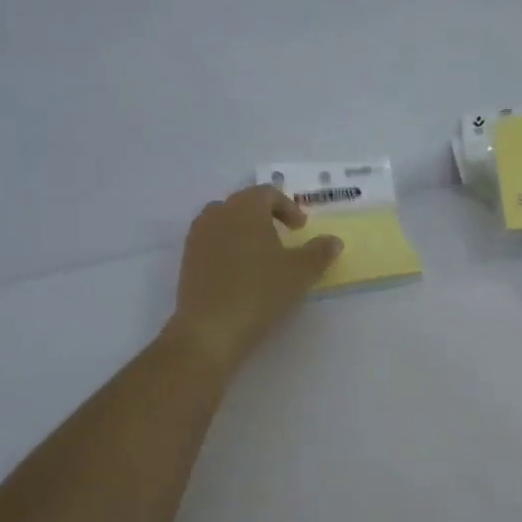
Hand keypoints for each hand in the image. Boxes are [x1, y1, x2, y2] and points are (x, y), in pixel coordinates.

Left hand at [165, 185, 342, 375]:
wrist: (210, 328)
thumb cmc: (259, 292)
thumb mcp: (300, 273)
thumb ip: (319, 253)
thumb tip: (334, 241)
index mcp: (245, 208)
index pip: (267, 193)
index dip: (288, 207)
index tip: (300, 228)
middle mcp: (217, 213)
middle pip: (244, 204)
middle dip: (265, 216)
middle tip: (283, 237)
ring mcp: (197, 236)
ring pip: (225, 222)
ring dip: (244, 231)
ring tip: (261, 254)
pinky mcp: (187, 259)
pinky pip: (211, 242)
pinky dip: (228, 248)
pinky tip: (240, 273)